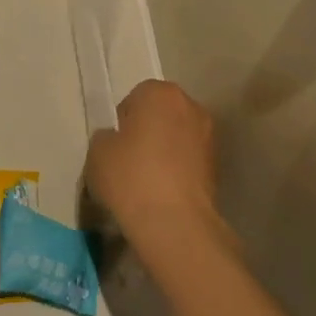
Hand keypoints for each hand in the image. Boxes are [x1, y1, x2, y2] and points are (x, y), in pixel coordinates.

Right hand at [86, 81, 227, 259]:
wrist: (174, 222)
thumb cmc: (130, 176)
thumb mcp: (98, 151)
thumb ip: (106, 136)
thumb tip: (116, 140)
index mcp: (161, 93)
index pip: (136, 97)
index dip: (122, 121)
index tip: (114, 145)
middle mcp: (191, 106)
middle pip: (161, 114)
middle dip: (147, 131)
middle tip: (128, 159)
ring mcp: (209, 137)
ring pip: (177, 137)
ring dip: (164, 151)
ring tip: (146, 179)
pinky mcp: (217, 167)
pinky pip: (188, 161)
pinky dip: (177, 170)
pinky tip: (162, 192)